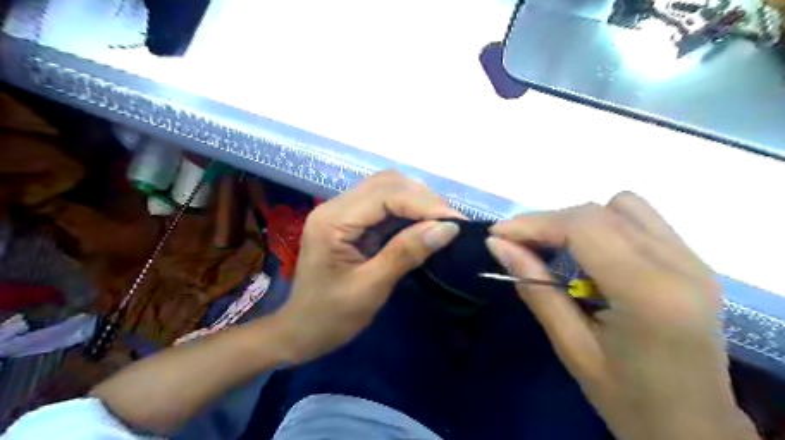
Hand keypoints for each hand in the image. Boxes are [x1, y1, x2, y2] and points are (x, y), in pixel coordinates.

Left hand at [273, 171, 460, 363]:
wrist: (300, 331)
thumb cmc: (330, 317)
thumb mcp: (370, 288)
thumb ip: (406, 253)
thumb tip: (448, 228)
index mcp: (333, 221)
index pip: (385, 195)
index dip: (424, 204)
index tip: (457, 222)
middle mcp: (335, 206)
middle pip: (386, 184)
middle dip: (423, 199)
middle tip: (452, 222)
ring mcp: (342, 212)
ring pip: (387, 189)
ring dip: (418, 201)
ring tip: (443, 222)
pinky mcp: (350, 221)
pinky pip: (384, 206)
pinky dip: (408, 211)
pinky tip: (425, 224)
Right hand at [488, 195, 757, 439]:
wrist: (695, 428)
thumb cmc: (628, 400)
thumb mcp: (571, 347)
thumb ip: (535, 288)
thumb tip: (498, 245)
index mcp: (649, 293)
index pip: (583, 228)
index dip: (534, 223)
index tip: (497, 234)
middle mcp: (679, 265)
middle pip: (598, 212)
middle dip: (549, 222)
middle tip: (517, 245)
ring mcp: (693, 260)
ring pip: (622, 207)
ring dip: (579, 223)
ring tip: (557, 251)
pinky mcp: (694, 262)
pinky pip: (640, 220)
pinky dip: (604, 226)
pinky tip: (591, 256)